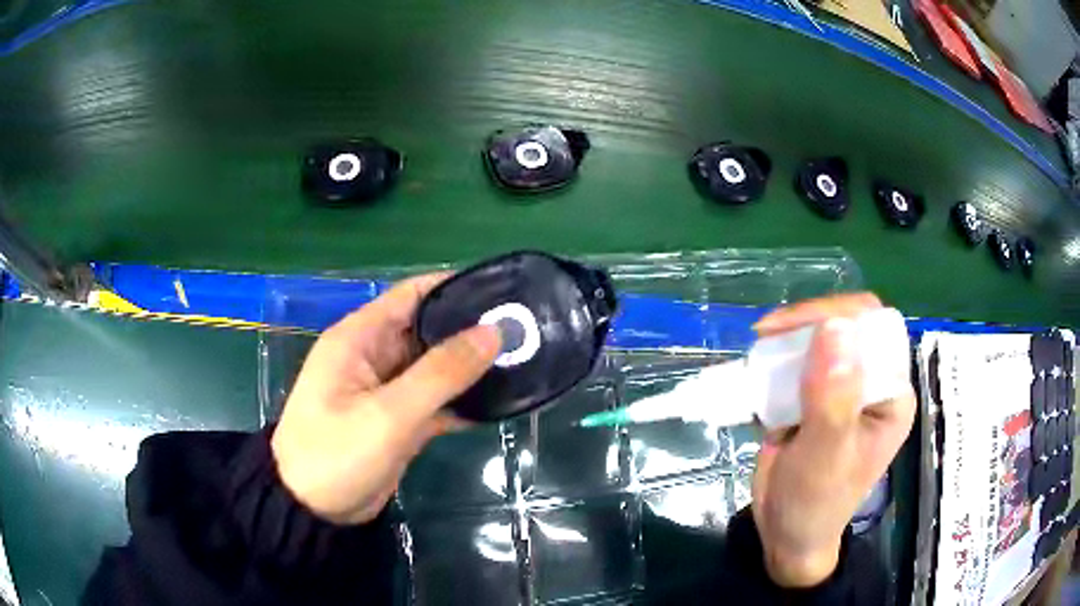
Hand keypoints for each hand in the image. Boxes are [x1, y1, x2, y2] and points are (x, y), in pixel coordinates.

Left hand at [271, 273, 500, 524]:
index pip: (412, 295)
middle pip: (428, 330)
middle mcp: (374, 356)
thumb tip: (493, 332)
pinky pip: (435, 400)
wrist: (312, 510)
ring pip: (435, 367)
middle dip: (471, 329)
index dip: (455, 287)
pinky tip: (499, 402)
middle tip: (524, 331)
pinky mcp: (398, 420)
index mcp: (360, 338)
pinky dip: (462, 400)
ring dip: (470, 366)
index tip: (502, 292)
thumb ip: (441, 373)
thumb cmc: (336, 453)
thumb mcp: (389, 414)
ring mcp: (387, 391)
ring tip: (522, 361)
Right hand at [749, 293, 915, 587]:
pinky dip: (777, 357)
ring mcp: (843, 388)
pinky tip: (759, 365)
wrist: (786, 535)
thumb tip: (835, 326)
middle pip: (849, 326)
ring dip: (790, 337)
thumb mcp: (825, 456)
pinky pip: (800, 360)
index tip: (794, 328)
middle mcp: (872, 384)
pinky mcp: (815, 396)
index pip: (876, 331)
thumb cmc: (815, 503)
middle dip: (810, 322)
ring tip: (760, 347)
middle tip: (768, 334)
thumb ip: (833, 398)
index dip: (840, 316)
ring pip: (821, 338)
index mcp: (891, 394)